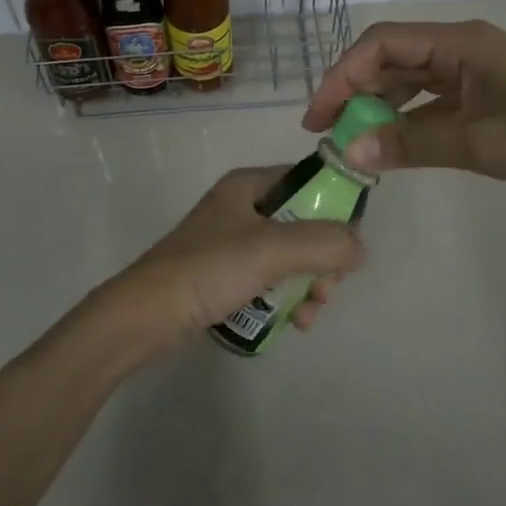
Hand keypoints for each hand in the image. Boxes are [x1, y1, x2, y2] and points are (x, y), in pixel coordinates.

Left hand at [87, 166, 365, 361]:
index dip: (335, 208)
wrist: (145, 316)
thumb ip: (324, 243)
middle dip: (322, 260)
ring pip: (290, 257)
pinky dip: (285, 299)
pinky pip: (270, 280)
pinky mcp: (224, 275)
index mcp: (249, 185)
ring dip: (308, 285)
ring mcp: (232, 243)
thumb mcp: (272, 249)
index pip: (308, 181)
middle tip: (325, 290)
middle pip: (304, 224)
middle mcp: (242, 207)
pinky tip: (292, 323)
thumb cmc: (209, 269)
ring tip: (308, 315)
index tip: (348, 245)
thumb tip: (360, 248)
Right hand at [303, 19, 505, 201]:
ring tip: (352, 141)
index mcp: (459, 42)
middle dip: (355, 91)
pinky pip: (432, 100)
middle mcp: (462, 48)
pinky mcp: (486, 95)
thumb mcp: (477, 142)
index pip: (381, 44)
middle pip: (391, 59)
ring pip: (410, 80)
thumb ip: (410, 143)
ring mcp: (475, 71)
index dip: (342, 75)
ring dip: (379, 106)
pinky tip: (392, 143)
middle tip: (328, 133)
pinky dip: (407, 118)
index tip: (319, 118)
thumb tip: (348, 150)